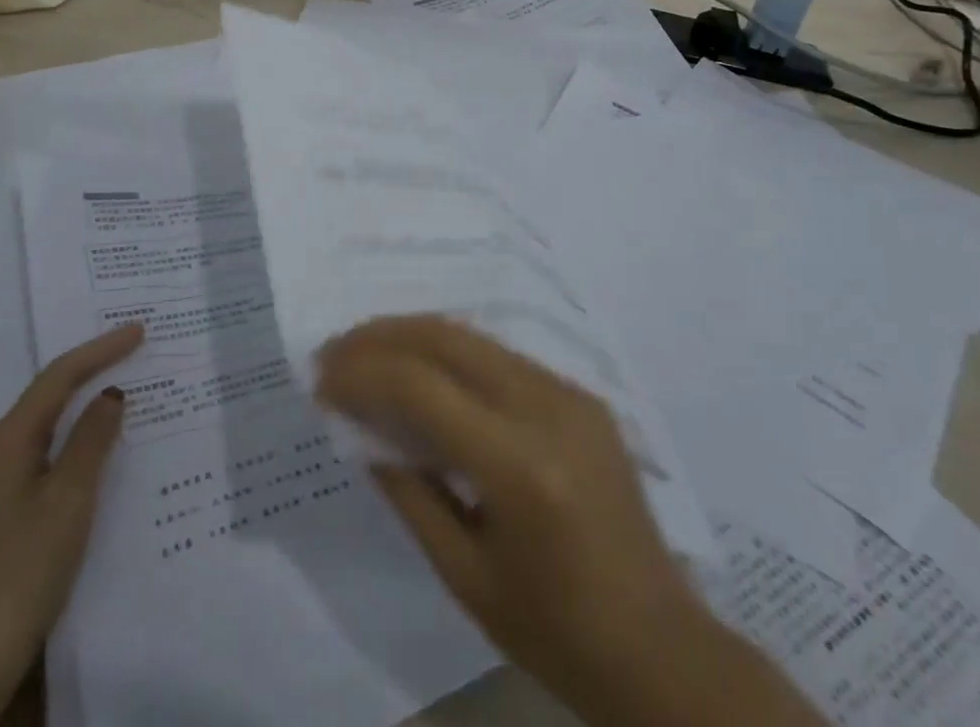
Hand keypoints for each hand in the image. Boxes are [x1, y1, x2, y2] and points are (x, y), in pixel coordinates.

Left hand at [0, 323, 143, 726]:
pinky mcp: (2, 519)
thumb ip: (92, 441)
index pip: (59, 376)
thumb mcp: (67, 501)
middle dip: (92, 369)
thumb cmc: (18, 571)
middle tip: (134, 350)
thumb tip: (110, 394)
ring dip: (86, 408)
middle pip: (50, 396)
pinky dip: (78, 444)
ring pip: (50, 429)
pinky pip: (48, 459)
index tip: (140, 330)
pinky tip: (100, 455)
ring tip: (126, 393)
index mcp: (8, 440)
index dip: (101, 349)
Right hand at [317, 315, 820, 726]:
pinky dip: (452, 353)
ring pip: (474, 337)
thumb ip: (409, 489)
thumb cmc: (554, 630)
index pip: (422, 389)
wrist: (659, 645)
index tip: (320, 378)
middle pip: (448, 339)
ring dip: (414, 335)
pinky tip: (425, 369)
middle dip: (382, 336)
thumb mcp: (464, 574)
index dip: (362, 374)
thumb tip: (361, 427)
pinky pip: (501, 356)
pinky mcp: (581, 394)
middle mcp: (547, 408)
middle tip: (335, 350)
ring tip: (367, 351)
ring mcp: (570, 393)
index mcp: (520, 466)